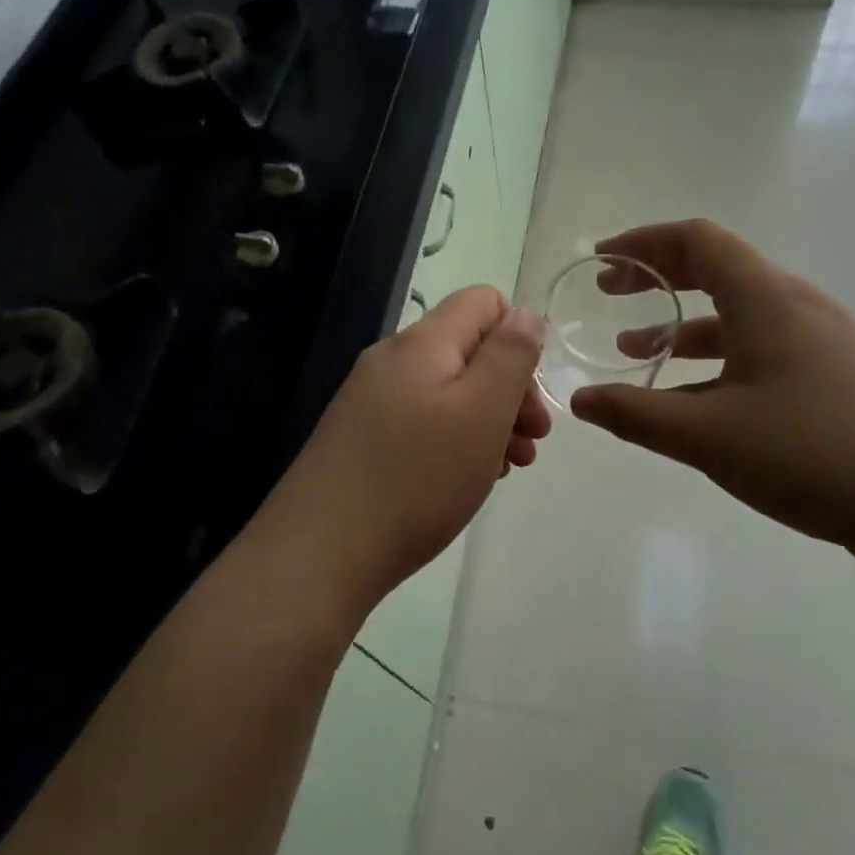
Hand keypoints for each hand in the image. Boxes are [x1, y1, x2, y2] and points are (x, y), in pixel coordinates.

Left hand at [253, 286, 551, 616]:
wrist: (321, 552)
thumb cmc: (417, 477)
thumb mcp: (482, 410)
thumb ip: (510, 354)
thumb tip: (525, 315)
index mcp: (422, 343)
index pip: (484, 302)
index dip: (520, 336)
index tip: (532, 394)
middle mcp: (391, 360)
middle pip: (468, 350)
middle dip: (510, 388)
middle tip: (533, 440)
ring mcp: (370, 400)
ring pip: (448, 391)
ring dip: (488, 420)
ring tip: (508, 466)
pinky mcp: (360, 438)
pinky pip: (422, 422)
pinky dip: (454, 441)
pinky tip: (466, 479)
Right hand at [569, 220, 854, 554]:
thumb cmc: (810, 452)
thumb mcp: (707, 436)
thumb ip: (635, 414)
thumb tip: (580, 400)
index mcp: (765, 298)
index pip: (696, 240)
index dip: (642, 243)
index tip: (602, 261)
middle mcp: (795, 304)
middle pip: (717, 268)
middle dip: (657, 278)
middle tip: (612, 296)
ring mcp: (822, 338)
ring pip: (738, 313)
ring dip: (683, 325)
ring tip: (637, 354)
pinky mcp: (837, 373)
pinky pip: (762, 345)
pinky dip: (718, 357)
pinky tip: (698, 399)